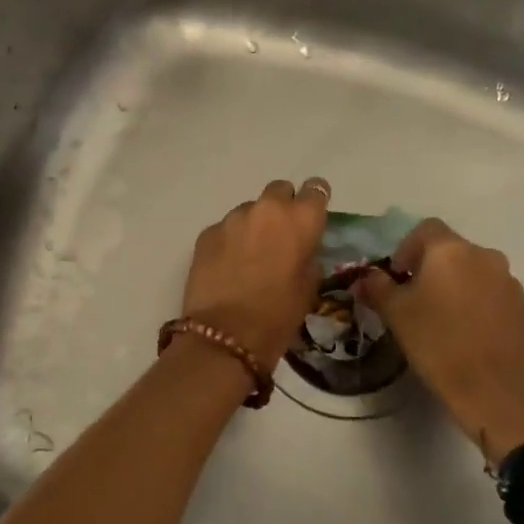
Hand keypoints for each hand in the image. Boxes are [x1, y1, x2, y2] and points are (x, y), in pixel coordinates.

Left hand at [183, 178, 330, 369]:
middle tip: (280, 236)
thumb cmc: (278, 315)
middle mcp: (267, 208)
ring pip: (250, 210)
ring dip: (254, 225)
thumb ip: (308, 256)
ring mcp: (233, 218)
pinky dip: (230, 241)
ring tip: (250, 256)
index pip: (316, 188)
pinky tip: (228, 266)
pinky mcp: (207, 233)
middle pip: (279, 190)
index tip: (311, 217)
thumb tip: (301, 249)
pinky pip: (226, 228)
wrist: (225, 335)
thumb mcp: (309, 287)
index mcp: (300, 218)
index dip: (314, 201)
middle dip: (282, 207)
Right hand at [357, 219, 523, 464]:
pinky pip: (492, 293)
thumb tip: (366, 277)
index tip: (397, 277)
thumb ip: (377, 287)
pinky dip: (476, 303)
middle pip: (451, 249)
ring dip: (455, 285)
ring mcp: (508, 281)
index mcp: (451, 250)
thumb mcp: (396, 314)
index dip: (406, 248)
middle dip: (430, 268)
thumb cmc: (437, 344)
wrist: (494, 391)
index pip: (425, 229)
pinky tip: (466, 333)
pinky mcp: (523, 307)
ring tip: (441, 318)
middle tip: (414, 299)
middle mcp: (484, 255)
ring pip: (473, 272)